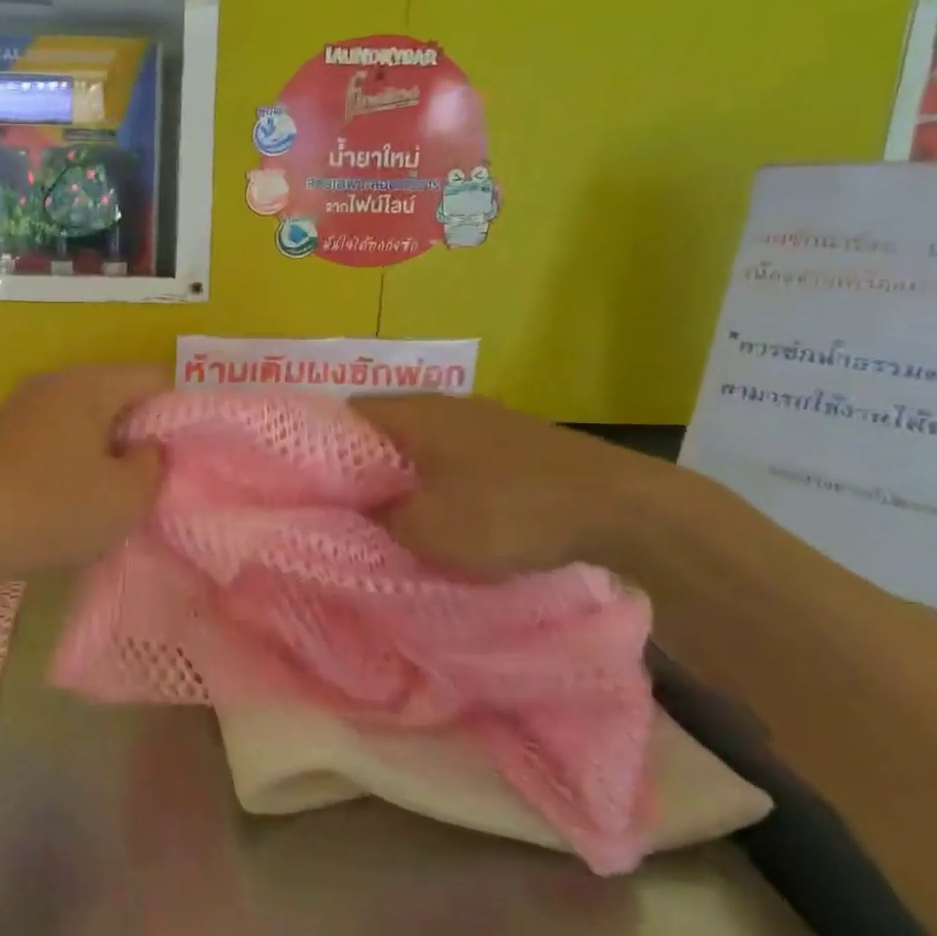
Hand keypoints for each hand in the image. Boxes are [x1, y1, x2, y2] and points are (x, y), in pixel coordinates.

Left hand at [0, 365, 170, 579]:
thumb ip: (153, 466)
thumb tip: (146, 449)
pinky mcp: (2, 437)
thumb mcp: (123, 498)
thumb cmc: (50, 508)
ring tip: (121, 493)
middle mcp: (56, 383)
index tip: (193, 454)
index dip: (183, 413)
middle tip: (160, 479)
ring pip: (88, 420)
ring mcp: (24, 408)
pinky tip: (75, 498)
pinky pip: (58, 438)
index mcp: (90, 384)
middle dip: (145, 435)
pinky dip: (77, 461)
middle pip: (120, 397)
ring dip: (110, 452)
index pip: (156, 379)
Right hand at [352, 394, 661, 577]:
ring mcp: (489, 421)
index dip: (324, 445)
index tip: (315, 483)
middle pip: (388, 429)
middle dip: (367, 465)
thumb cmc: (507, 512)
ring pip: (428, 444)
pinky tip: (457, 513)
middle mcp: (448, 405)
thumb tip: (360, 509)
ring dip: (411, 475)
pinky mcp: (521, 443)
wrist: (621, 510)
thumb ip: (381, 519)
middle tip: (352, 506)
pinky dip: (448, 480)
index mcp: (416, 413)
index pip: (348, 412)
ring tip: (400, 515)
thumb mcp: (427, 530)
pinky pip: (463, 457)